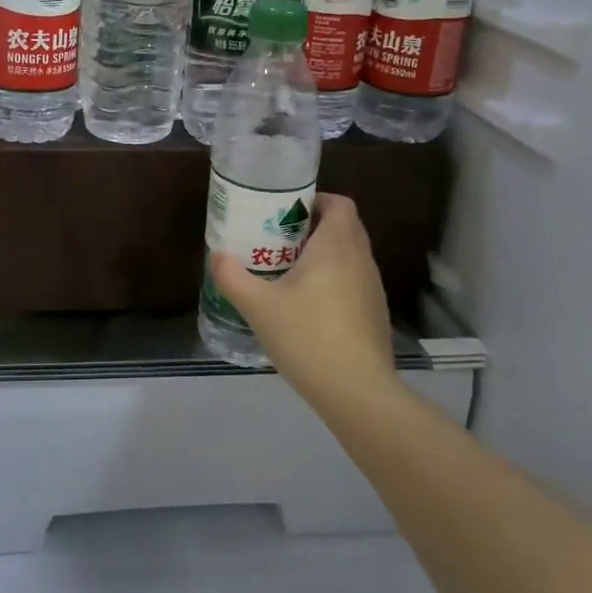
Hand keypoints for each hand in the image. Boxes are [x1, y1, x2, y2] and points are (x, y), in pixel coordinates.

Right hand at [208, 194, 395, 401]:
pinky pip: (353, 282)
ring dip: (323, 256)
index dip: (315, 200)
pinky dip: (333, 281)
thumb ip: (232, 277)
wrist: (358, 392)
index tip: (285, 212)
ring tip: (287, 272)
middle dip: (312, 227)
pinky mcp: (375, 314)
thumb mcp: (258, 306)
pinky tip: (307, 307)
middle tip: (277, 239)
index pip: (339, 203)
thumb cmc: (308, 336)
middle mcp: (361, 259)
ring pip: (349, 256)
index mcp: (337, 245)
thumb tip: (216, 255)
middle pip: (343, 227)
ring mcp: (373, 288)